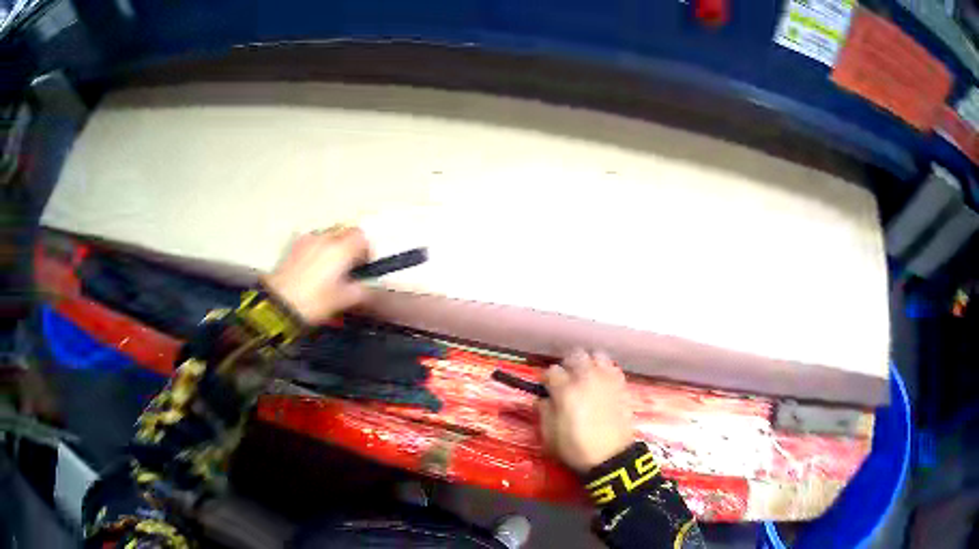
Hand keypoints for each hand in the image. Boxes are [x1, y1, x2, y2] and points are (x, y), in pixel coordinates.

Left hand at [262, 226, 370, 324]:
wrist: (279, 303)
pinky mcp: (294, 246)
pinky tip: (314, 267)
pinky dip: (318, 249)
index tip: (364, 266)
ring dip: (333, 246)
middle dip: (350, 246)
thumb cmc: (315, 301)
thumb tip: (371, 287)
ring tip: (330, 268)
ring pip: (328, 235)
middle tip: (349, 267)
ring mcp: (307, 240)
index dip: (366, 251)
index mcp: (341, 249)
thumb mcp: (344, 300)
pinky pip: (313, 241)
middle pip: (344, 232)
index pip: (362, 238)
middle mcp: (325, 238)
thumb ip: (363, 290)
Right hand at [538, 350, 634, 471]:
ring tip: (586, 377)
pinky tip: (601, 383)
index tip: (547, 389)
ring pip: (596, 355)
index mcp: (566, 390)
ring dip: (588, 363)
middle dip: (568, 365)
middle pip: (575, 355)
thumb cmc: (577, 449)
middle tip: (566, 380)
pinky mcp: (621, 384)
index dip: (547, 379)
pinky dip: (604, 370)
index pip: (552, 371)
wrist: (612, 457)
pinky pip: (612, 366)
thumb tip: (542, 399)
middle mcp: (586, 378)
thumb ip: (544, 413)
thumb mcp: (550, 436)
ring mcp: (606, 379)